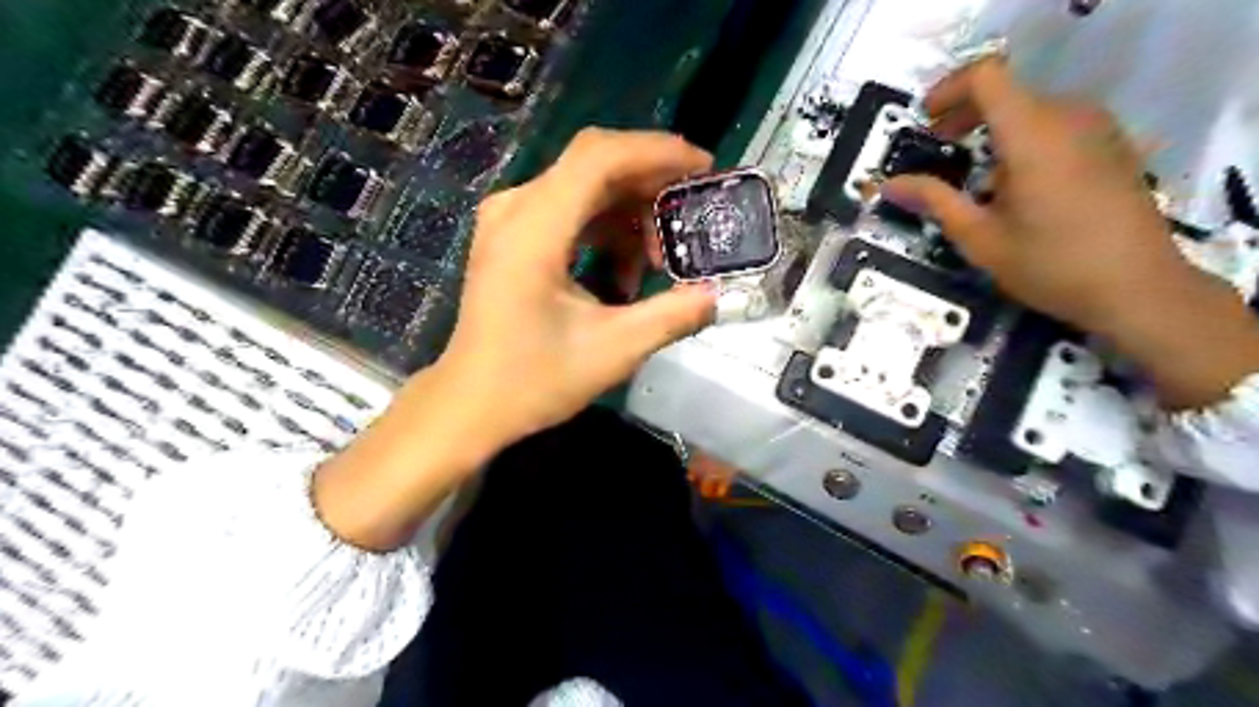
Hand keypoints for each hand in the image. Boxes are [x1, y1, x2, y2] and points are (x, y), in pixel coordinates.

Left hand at [440, 127, 718, 442]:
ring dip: (629, 214)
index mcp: (534, 229)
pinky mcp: (512, 236)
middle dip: (649, 184)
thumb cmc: (533, 380)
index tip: (704, 167)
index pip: (600, 157)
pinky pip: (569, 209)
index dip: (657, 152)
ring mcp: (509, 220)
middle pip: (594, 164)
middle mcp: (516, 208)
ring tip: (655, 262)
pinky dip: (605, 229)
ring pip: (584, 187)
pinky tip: (621, 273)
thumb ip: (672, 316)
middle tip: (690, 216)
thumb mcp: (613, 351)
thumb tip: (718, 294)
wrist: (472, 403)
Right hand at [878, 61, 1257, 414]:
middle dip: (964, 113)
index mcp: (1032, 134)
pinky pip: (1057, 124)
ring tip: (974, 174)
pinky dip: (1024, 139)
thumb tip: (888, 184)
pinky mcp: (1112, 145)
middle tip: (937, 146)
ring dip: (994, 129)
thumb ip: (934, 200)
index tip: (924, 120)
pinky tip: (1015, 184)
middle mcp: (1068, 117)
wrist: (1137, 288)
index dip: (947, 89)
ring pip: (1031, 108)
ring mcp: (1097, 128)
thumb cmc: (1050, 264)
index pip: (986, 76)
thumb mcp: (979, 237)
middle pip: (1007, 91)